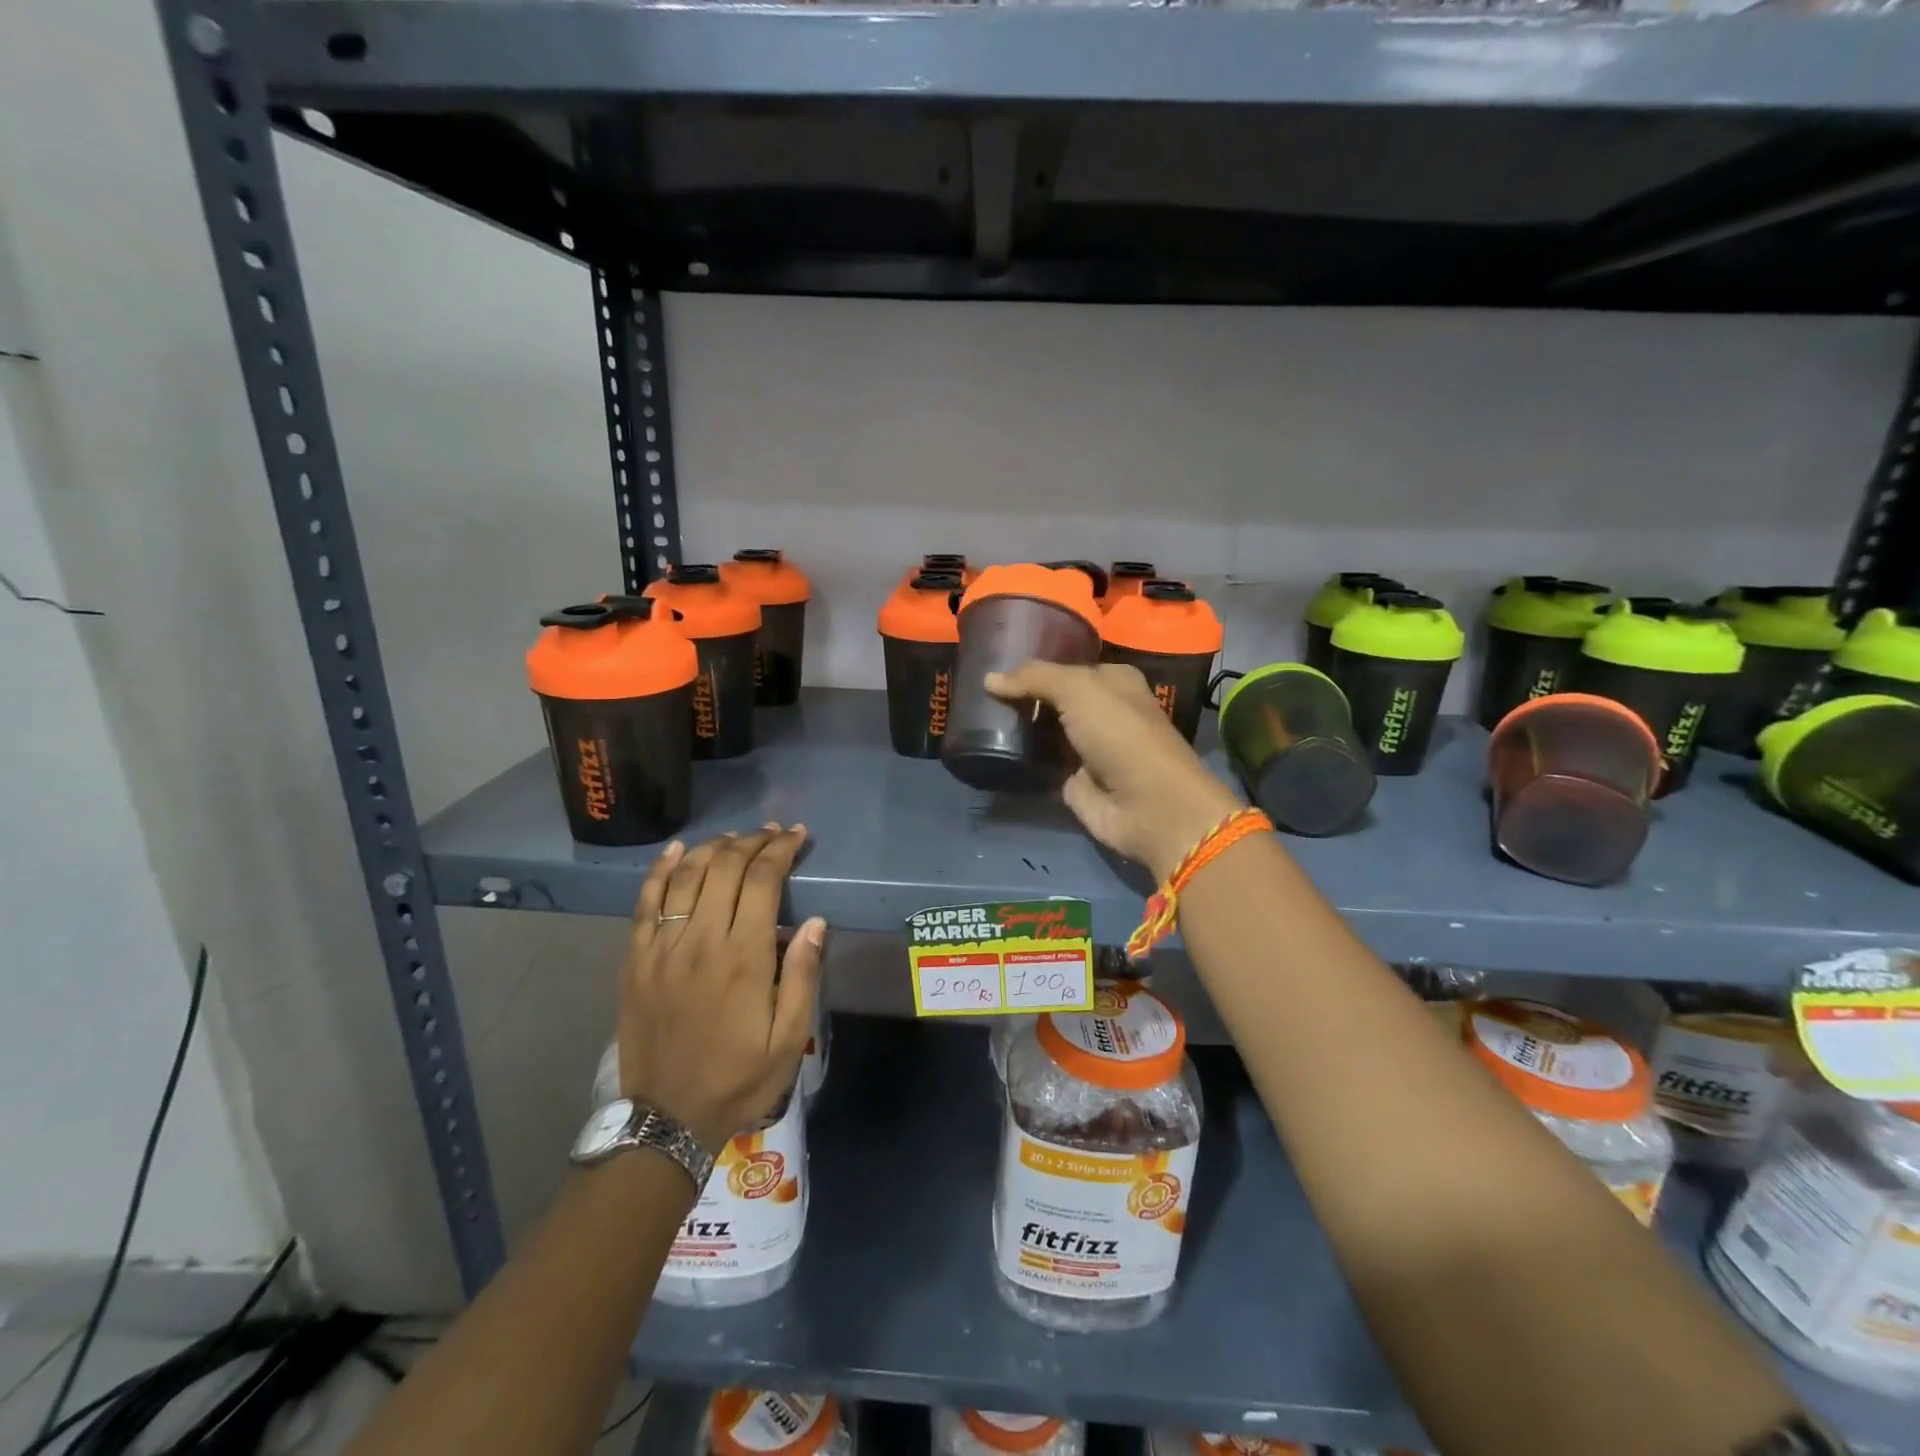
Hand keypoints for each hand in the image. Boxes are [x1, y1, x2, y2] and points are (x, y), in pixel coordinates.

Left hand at [616, 825, 825, 1152]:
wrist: (666, 1118)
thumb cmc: (738, 1078)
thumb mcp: (789, 1038)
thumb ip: (802, 975)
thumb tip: (816, 922)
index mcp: (743, 956)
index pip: (762, 880)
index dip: (781, 851)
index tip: (796, 836)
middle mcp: (700, 940)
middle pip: (724, 868)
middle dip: (752, 842)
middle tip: (772, 833)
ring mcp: (662, 948)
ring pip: (686, 876)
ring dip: (713, 848)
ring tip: (735, 838)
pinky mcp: (636, 960)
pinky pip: (646, 902)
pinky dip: (661, 870)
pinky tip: (677, 850)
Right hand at [986, 662, 1242, 880]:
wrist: (1147, 805)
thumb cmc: (1120, 733)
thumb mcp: (1079, 690)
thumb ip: (1035, 678)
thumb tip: (989, 679)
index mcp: (1112, 681)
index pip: (1064, 665)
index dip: (1033, 664)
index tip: (992, 659)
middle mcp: (1100, 711)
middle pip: (1051, 698)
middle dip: (1019, 694)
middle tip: (976, 688)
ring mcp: (1085, 747)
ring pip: (1041, 729)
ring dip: (1014, 725)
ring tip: (974, 714)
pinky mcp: (1072, 780)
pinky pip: (1038, 761)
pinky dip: (1017, 757)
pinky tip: (987, 746)